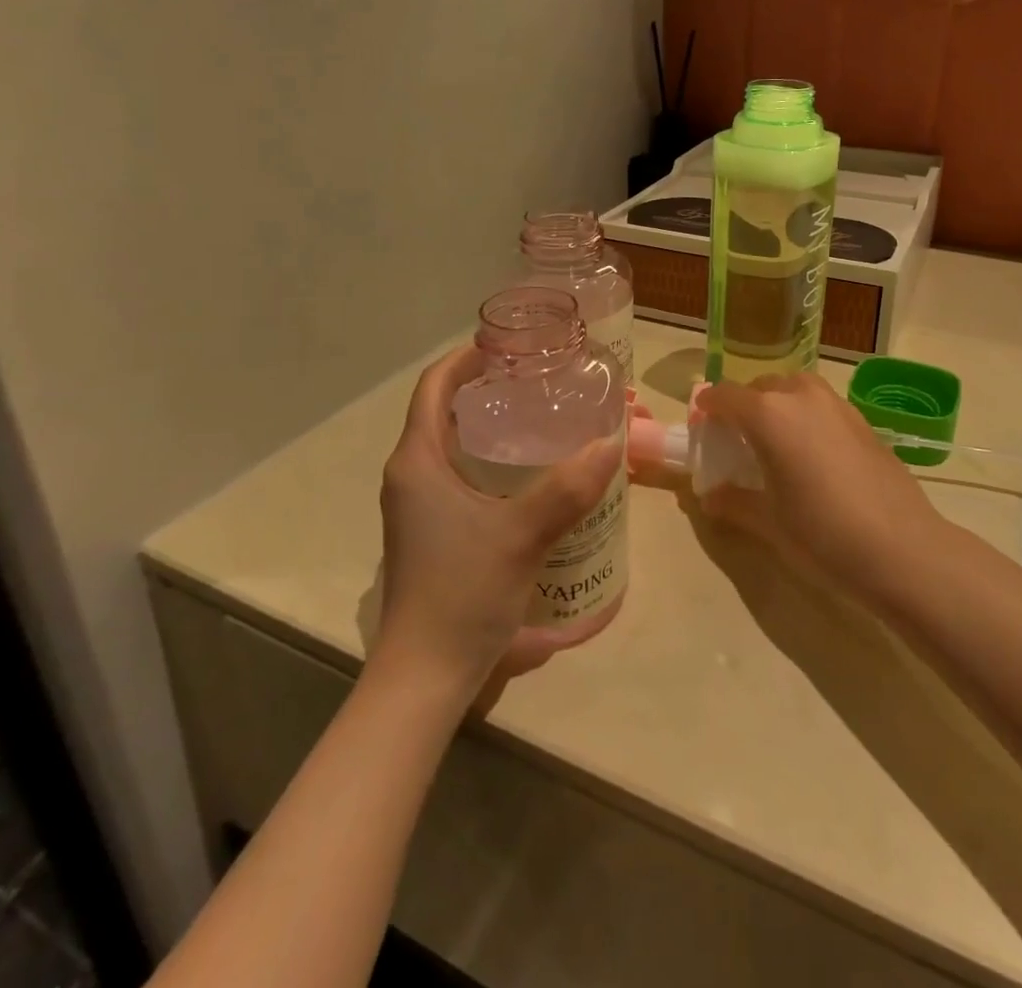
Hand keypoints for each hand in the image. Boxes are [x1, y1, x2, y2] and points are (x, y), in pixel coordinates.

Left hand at [376, 346, 622, 696]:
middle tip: (538, 380)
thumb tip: (611, 442)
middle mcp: (410, 475)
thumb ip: (568, 488)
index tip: (508, 344)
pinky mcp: (431, 532)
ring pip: (452, 446)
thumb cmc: (461, 593)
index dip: (466, 358)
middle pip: (444, 412)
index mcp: (417, 461)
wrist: (424, 677)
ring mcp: (417, 507)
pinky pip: (459, 477)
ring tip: (540, 418)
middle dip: (486, 389)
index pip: (434, 387)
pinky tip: (529, 476)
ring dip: (490, 427)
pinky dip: (490, 462)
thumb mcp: (521, 535)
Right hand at [694, 372, 937, 599]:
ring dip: (777, 405)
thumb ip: (733, 502)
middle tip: (736, 440)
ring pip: (794, 389)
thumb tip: (709, 497)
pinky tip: (811, 454)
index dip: (708, 408)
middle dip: (743, 406)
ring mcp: (836, 404)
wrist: (902, 550)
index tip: (701, 426)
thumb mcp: (768, 522)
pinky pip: (821, 405)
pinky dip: (806, 416)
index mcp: (768, 414)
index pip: (724, 396)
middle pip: (760, 387)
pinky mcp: (863, 420)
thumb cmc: (822, 534)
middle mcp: (800, 396)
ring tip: (774, 442)